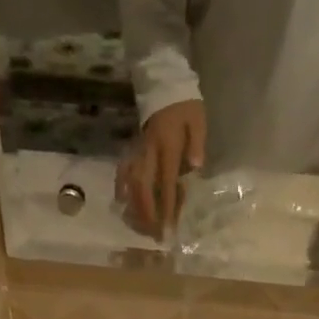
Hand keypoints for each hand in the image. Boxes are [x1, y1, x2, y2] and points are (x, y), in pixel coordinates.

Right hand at [120, 99, 205, 237]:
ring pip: (132, 183)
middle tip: (153, 234)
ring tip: (139, 226)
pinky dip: (121, 187)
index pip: (166, 183)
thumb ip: (196, 144)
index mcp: (168, 146)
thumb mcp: (197, 121)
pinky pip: (123, 171)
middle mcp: (150, 152)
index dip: (166, 207)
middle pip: (144, 188)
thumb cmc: (185, 105)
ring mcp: (139, 151)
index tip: (167, 228)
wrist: (163, 84)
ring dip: (134, 206)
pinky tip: (121, 202)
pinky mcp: (133, 149)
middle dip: (147, 213)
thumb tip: (195, 168)